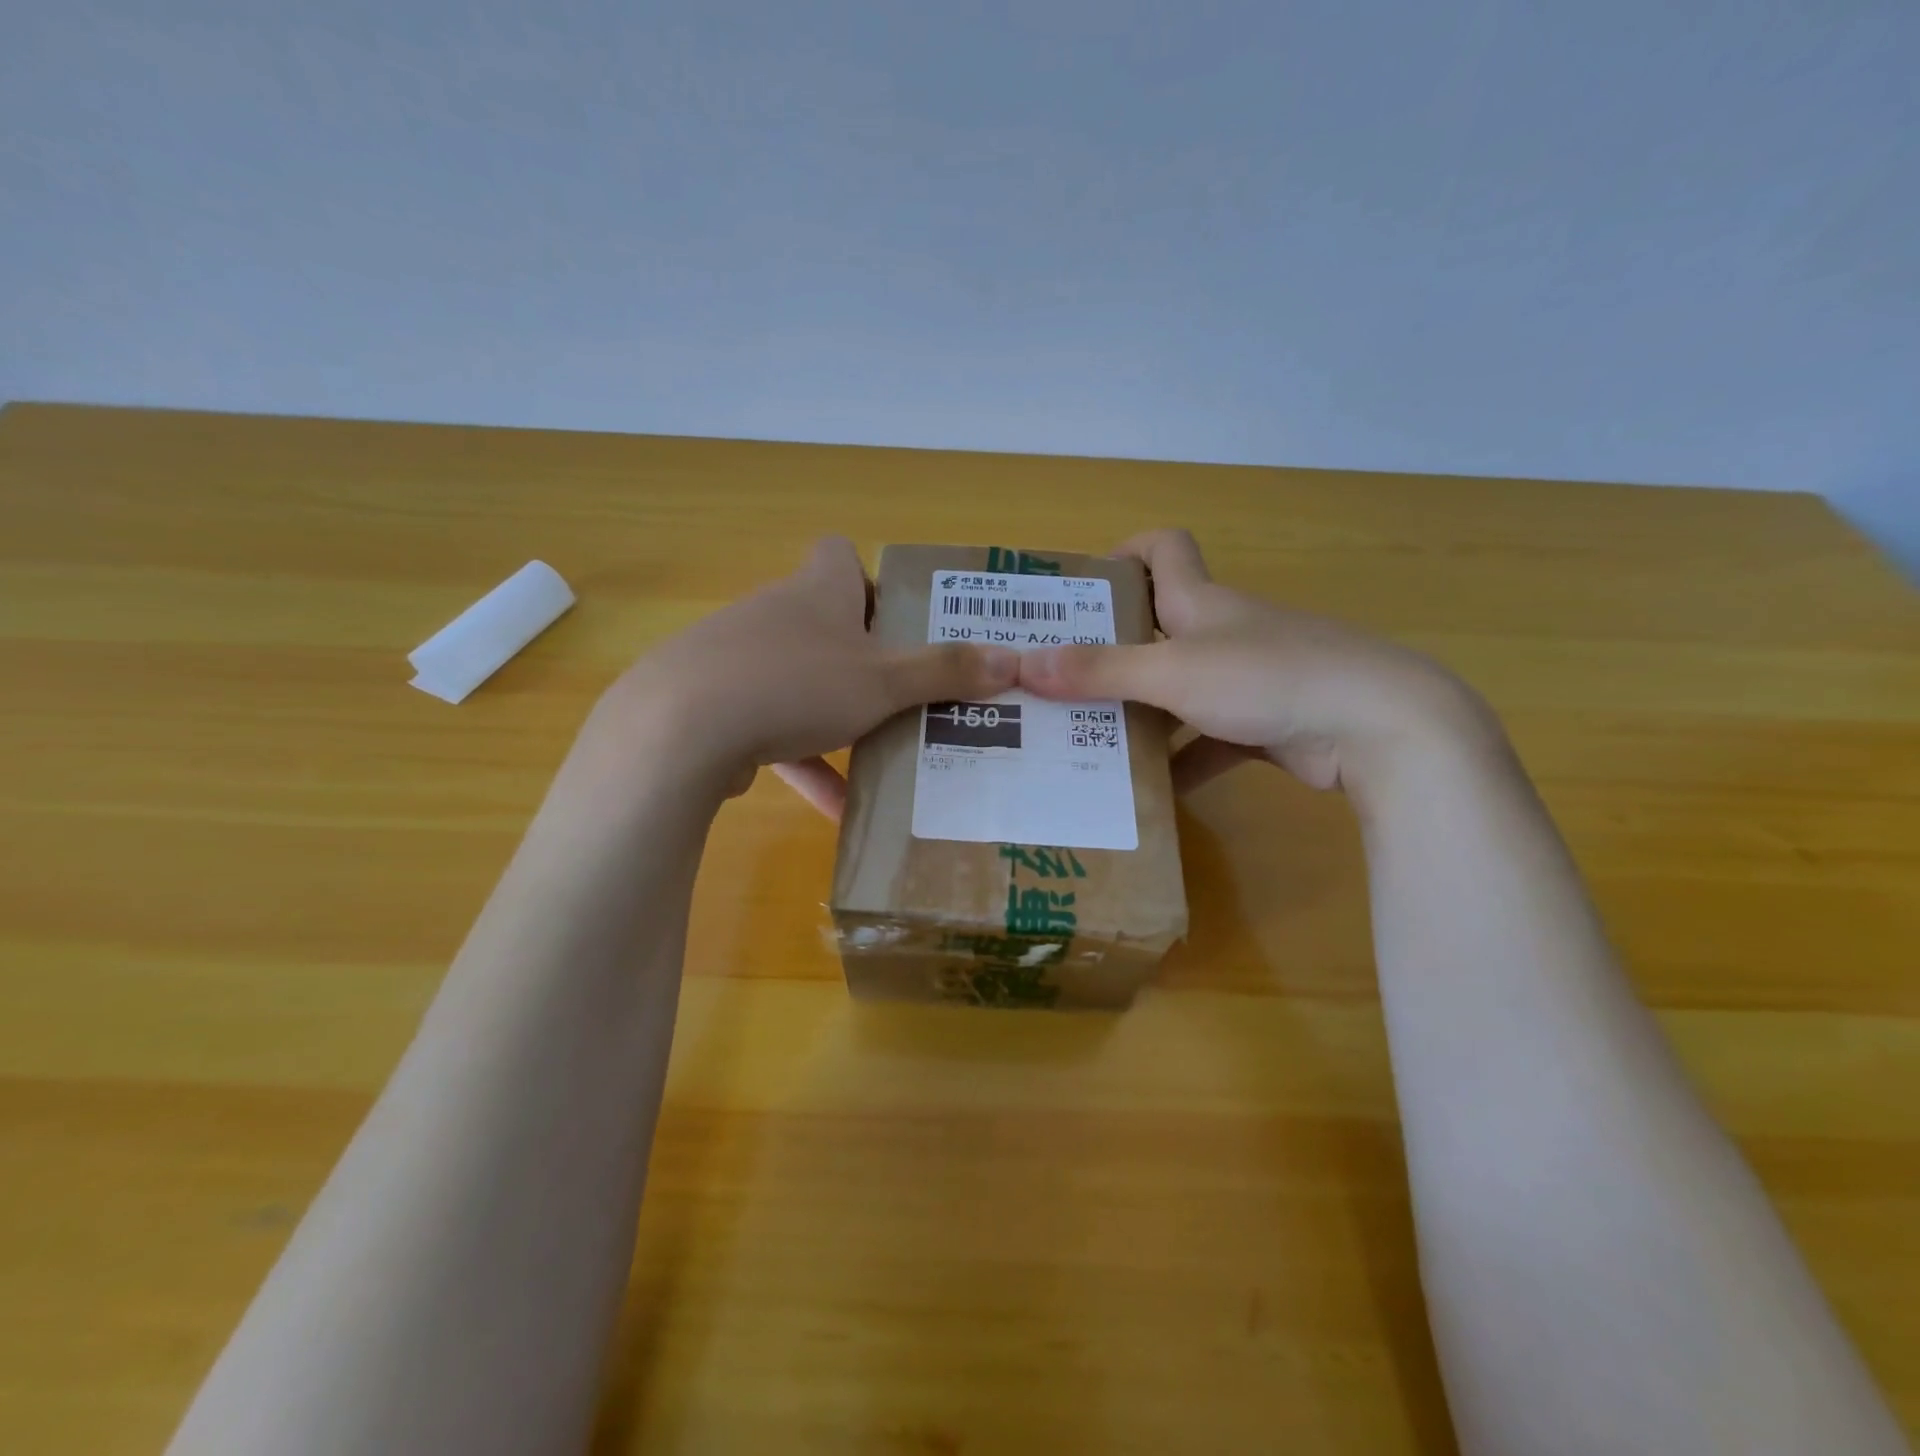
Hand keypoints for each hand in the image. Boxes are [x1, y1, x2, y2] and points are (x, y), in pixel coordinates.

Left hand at [592, 536, 1018, 813]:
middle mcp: (775, 613)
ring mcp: (738, 659)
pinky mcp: (715, 706)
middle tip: (905, 695)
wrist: (679, 730)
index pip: (839, 554)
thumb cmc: (796, 684)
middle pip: (825, 623)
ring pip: (799, 680)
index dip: (871, 579)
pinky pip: (771, 727)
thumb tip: (1013, 659)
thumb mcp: (883, 681)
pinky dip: (803, 760)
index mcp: (817, 590)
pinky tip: (833, 806)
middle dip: (865, 659)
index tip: (899, 621)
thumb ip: (945, 671)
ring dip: (836, 715)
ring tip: (880, 754)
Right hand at [1018, 529, 1500, 798]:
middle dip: (1110, 651)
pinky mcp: (1266, 724)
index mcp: (1202, 602)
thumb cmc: (1268, 677)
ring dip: (1140, 715)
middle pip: (1159, 628)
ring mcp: (1248, 680)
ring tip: (1087, 743)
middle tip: (1058, 681)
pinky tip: (1150, 795)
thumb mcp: (1173, 673)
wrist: (1378, 725)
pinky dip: (1182, 762)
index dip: (1124, 554)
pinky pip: (1208, 740)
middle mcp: (1223, 632)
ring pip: (1179, 692)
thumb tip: (1023, 664)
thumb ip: (1100, 671)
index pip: (1165, 549)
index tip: (1081, 589)